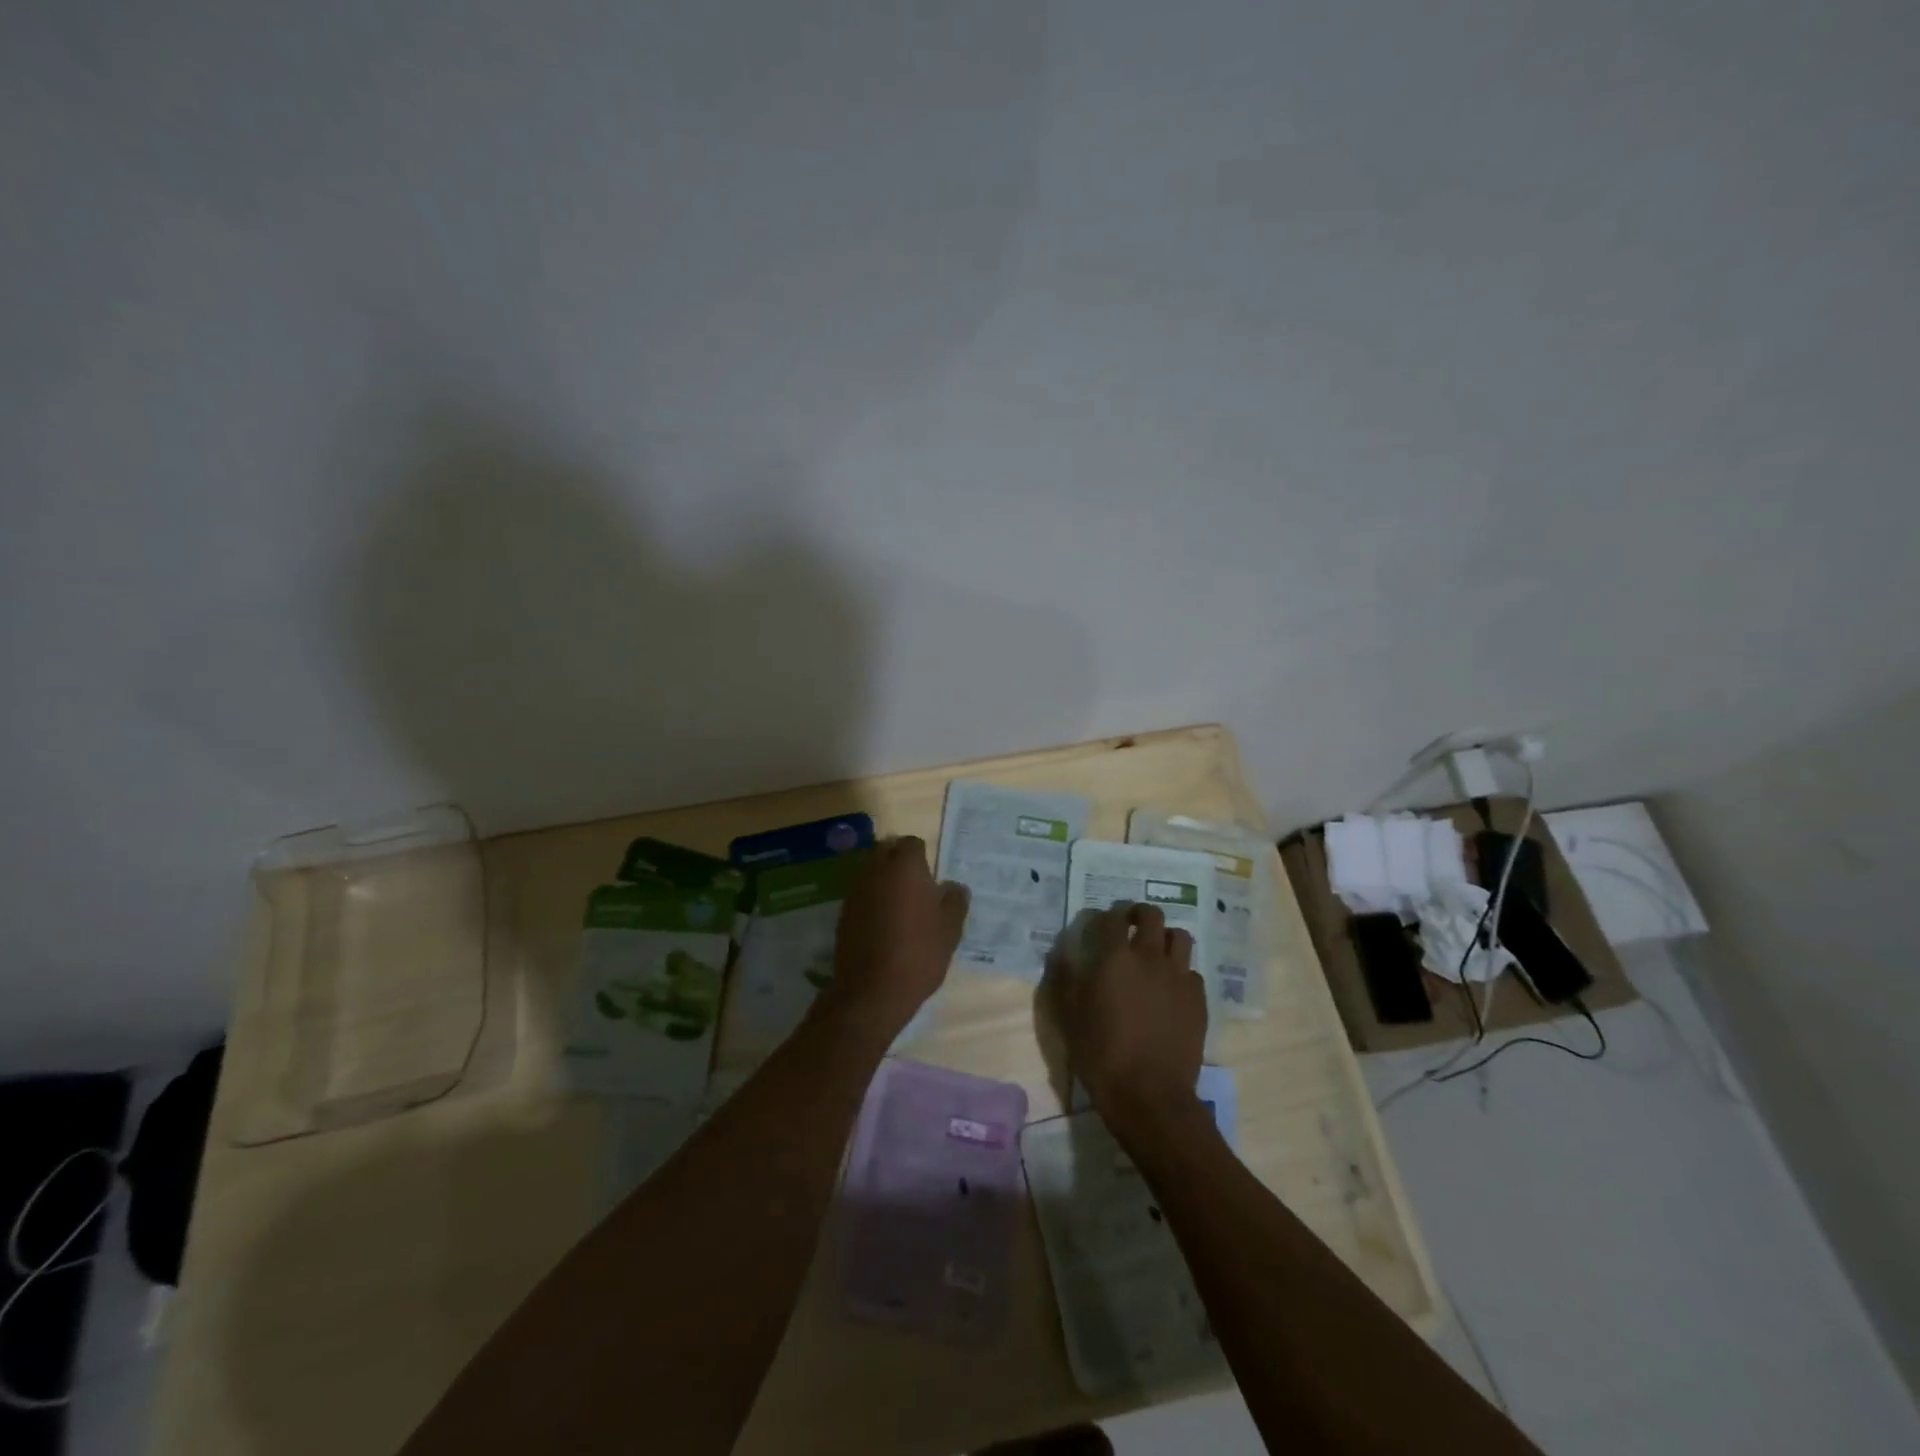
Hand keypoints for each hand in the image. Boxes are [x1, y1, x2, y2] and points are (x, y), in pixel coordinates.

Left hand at [826, 837, 968, 1040]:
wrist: (873, 991)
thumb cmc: (919, 953)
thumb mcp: (951, 928)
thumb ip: (955, 900)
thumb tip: (953, 886)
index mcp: (905, 866)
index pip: (913, 843)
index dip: (923, 857)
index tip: (932, 878)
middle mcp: (876, 870)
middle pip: (886, 850)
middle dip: (899, 861)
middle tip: (916, 886)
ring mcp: (856, 891)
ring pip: (871, 871)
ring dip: (883, 880)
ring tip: (900, 905)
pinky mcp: (843, 912)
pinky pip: (861, 894)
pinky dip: (871, 900)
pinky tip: (883, 924)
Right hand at [1053, 903, 1206, 1127]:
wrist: (1149, 1095)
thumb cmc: (1101, 1054)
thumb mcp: (1069, 1016)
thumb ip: (1065, 978)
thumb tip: (1061, 953)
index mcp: (1115, 958)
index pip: (1111, 918)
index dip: (1104, 917)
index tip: (1099, 926)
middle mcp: (1150, 957)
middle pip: (1151, 915)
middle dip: (1138, 914)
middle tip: (1129, 927)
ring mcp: (1178, 976)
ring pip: (1179, 937)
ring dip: (1164, 938)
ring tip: (1154, 953)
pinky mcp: (1198, 999)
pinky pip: (1191, 971)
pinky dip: (1179, 972)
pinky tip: (1170, 990)